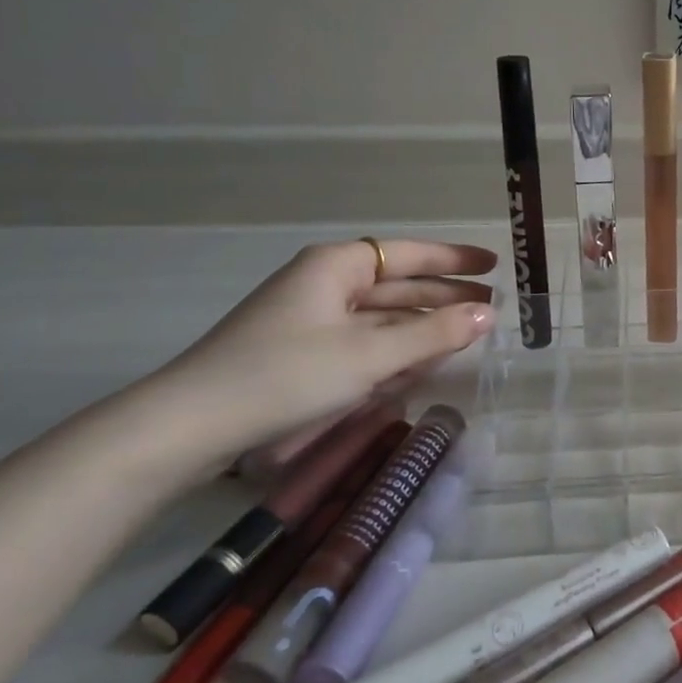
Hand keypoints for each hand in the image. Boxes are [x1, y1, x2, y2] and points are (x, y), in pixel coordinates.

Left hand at [154, 237, 496, 460]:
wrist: (187, 428)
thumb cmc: (285, 375)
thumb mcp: (370, 355)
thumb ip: (434, 333)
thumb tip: (488, 314)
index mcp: (337, 267)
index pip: (410, 254)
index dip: (455, 260)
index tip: (494, 265)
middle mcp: (325, 284)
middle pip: (398, 284)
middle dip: (443, 297)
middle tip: (491, 309)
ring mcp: (310, 320)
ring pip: (381, 317)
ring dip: (421, 328)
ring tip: (465, 339)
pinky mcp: (300, 354)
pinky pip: (362, 342)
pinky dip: (393, 351)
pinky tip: (419, 366)